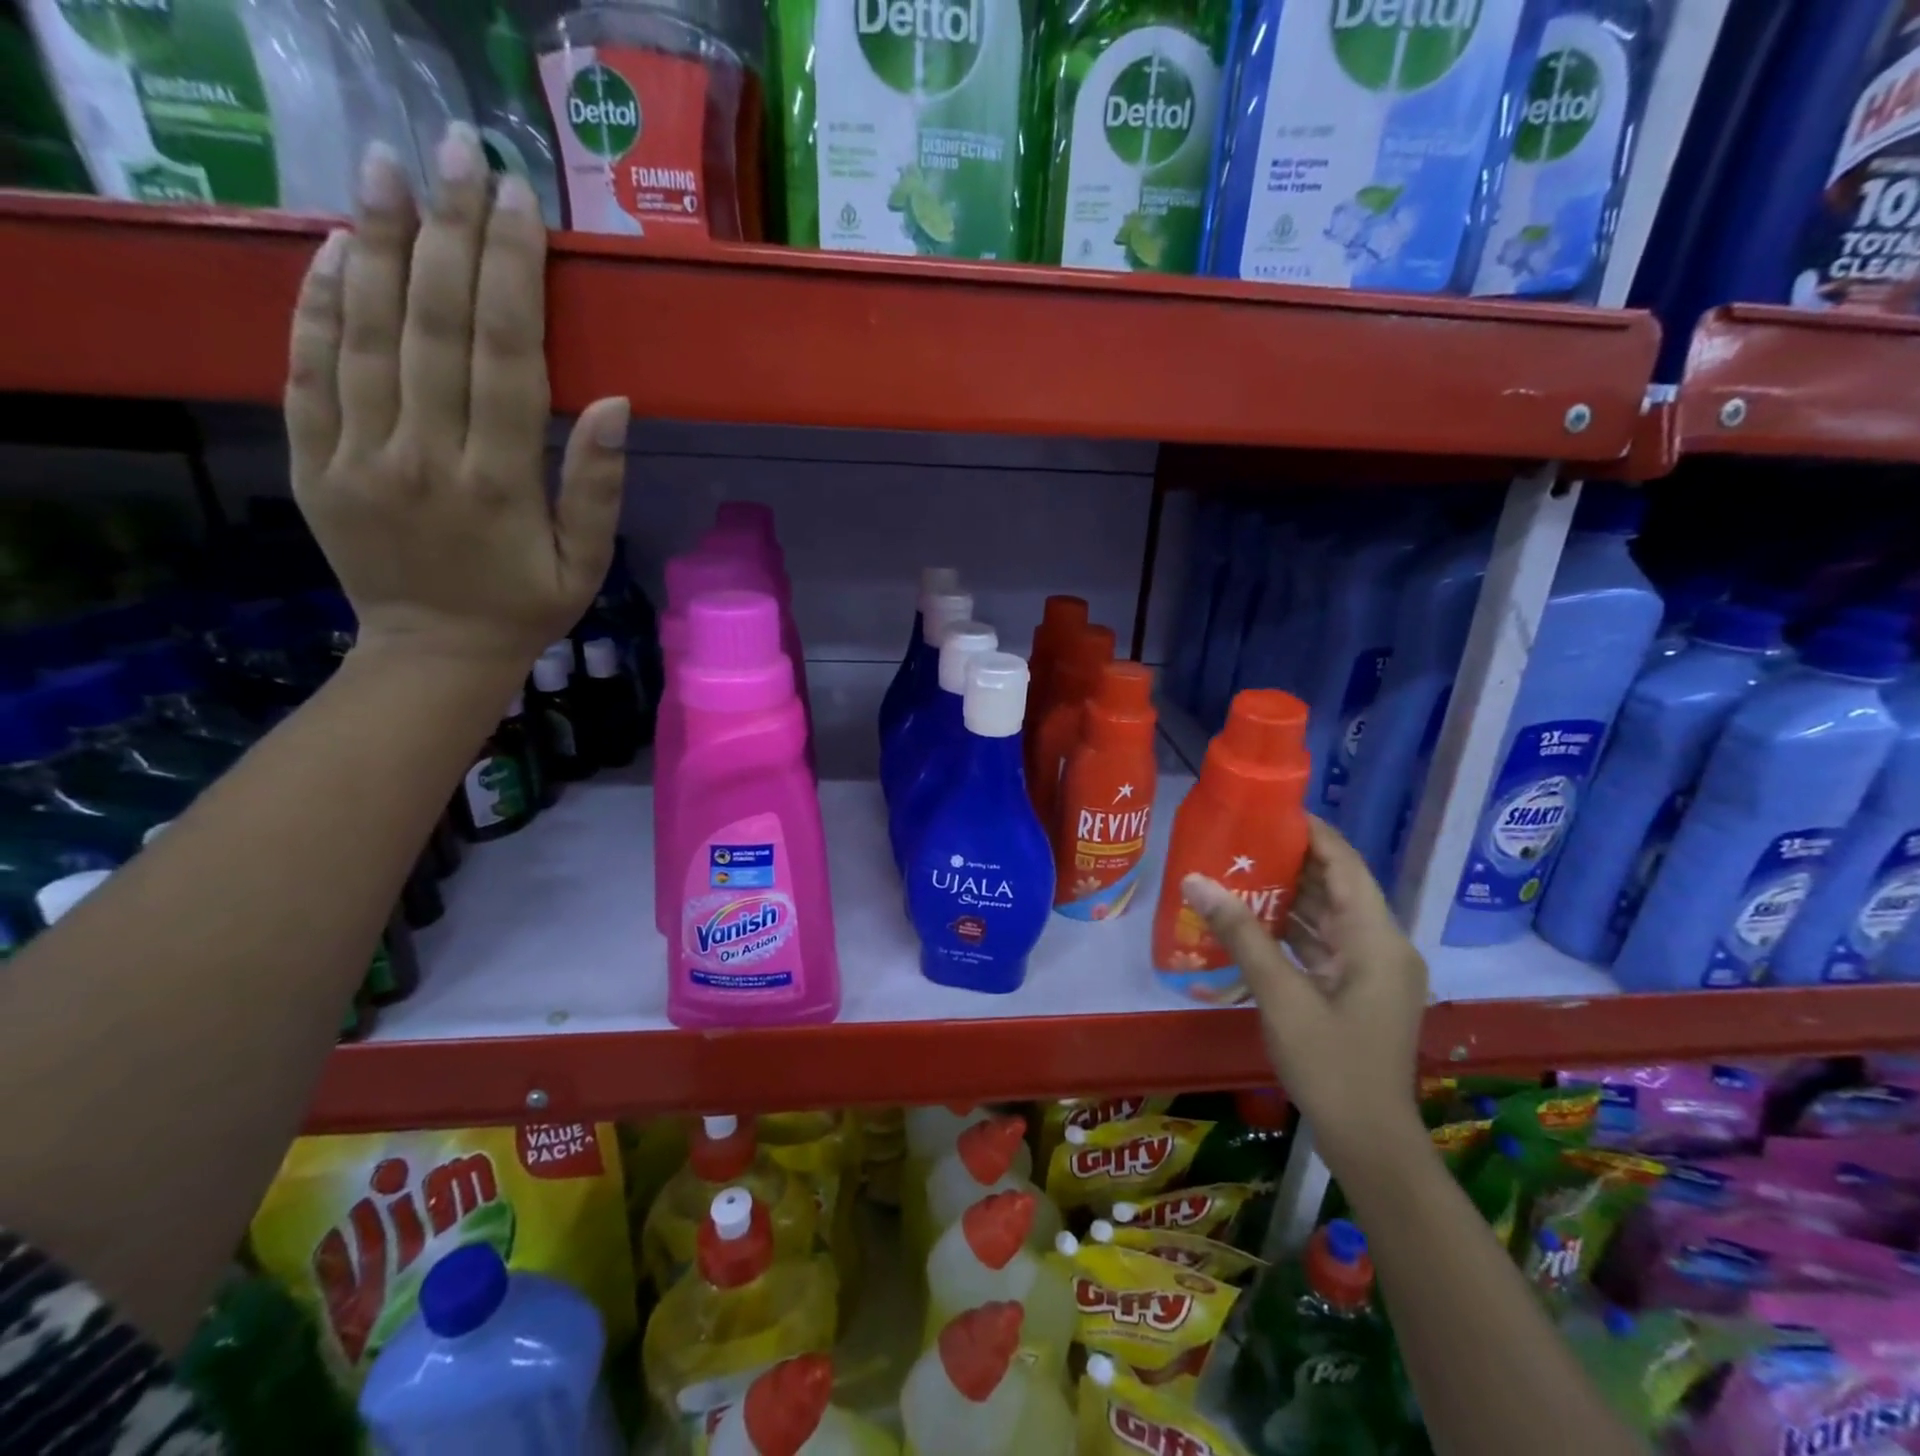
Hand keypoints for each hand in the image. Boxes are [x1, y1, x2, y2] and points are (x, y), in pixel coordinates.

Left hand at [283, 125, 631, 677]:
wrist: (431, 654)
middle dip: (449, 231)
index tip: (518, 203)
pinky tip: (335, 249)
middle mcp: (423, 456)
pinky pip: (307, 370)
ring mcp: (356, 455)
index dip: (511, 273)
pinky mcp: (312, 461)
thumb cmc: (524, 608)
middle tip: (458, 152)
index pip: (504, 355)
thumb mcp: (585, 564)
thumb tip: (612, 401)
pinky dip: (317, 304)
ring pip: (364, 332)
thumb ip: (596, 487)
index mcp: (499, 482)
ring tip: (389, 168)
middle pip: (434, 325)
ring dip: (379, 243)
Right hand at [1181, 816, 1428, 1178]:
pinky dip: (1294, 928)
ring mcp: (1373, 970)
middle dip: (1293, 860)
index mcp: (1376, 939)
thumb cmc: (1330, 1064)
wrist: (1369, 1141)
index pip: (1346, 865)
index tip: (1269, 809)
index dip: (1312, 833)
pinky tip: (1253, 919)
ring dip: (1290, 894)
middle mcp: (1382, 945)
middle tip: (1242, 838)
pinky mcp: (1359, 990)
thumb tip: (1195, 880)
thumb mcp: (1280, 994)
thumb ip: (1240, 934)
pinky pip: (1326, 943)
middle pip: (1338, 886)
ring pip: (1330, 915)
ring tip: (1240, 868)